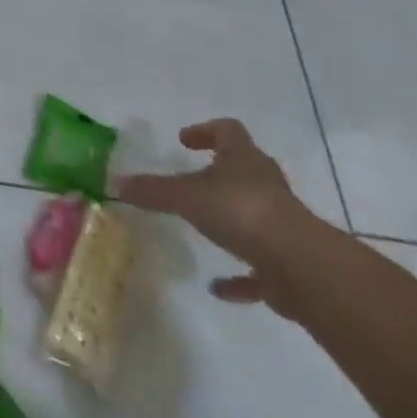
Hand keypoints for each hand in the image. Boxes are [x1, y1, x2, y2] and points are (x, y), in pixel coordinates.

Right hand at [113, 118, 327, 313]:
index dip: (206, 131)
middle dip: (220, 173)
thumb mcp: (186, 196)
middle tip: (193, 179)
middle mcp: (265, 185)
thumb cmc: (242, 212)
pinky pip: (259, 266)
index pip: (227, 131)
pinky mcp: (288, 264)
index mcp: (244, 159)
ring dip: (231, 220)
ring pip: (253, 214)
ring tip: (202, 230)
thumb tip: (114, 182)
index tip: (184, 141)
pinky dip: (239, 275)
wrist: (303, 267)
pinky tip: (218, 286)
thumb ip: (151, 190)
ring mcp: (281, 225)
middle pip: (244, 169)